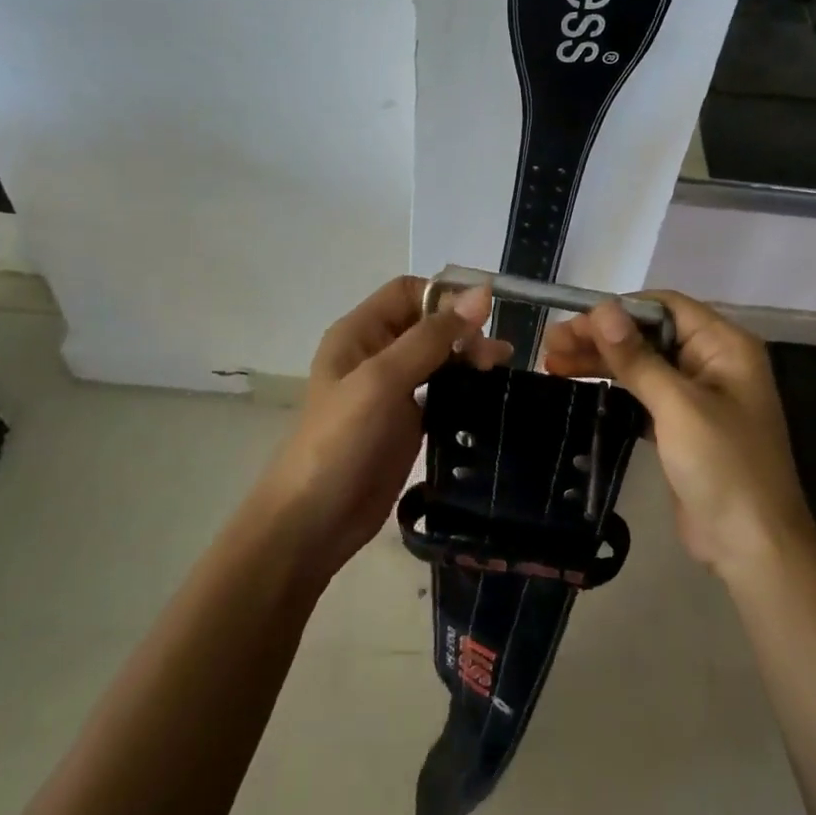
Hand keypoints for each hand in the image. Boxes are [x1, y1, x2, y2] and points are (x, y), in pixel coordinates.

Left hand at [255, 277, 509, 575]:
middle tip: (495, 357)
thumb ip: (431, 337)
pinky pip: (442, 391)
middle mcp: (376, 353)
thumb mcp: (382, 380)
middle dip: (463, 330)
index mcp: (360, 333)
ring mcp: (392, 390)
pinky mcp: (408, 422)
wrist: (315, 522)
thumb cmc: (340, 441)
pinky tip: (488, 396)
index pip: (409, 292)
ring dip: (468, 358)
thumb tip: (482, 292)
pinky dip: (465, 388)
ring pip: (438, 357)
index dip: (445, 297)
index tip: (483, 318)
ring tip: (500, 371)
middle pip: (428, 323)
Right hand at [543, 292, 815, 577]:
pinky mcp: (682, 426)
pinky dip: (613, 388)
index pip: (665, 307)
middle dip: (601, 337)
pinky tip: (579, 386)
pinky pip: (643, 394)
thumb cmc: (723, 466)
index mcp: (724, 345)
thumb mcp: (678, 406)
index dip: (619, 309)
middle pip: (649, 335)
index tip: (575, 320)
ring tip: (552, 363)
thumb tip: (602, 308)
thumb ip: (637, 357)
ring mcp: (698, 395)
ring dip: (601, 361)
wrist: (752, 547)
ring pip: (642, 364)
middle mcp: (713, 362)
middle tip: (550, 345)